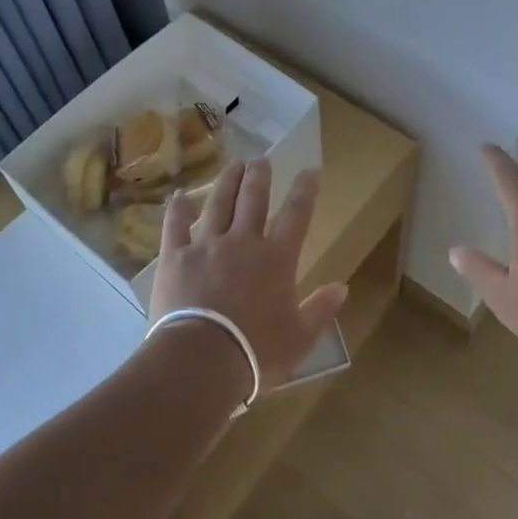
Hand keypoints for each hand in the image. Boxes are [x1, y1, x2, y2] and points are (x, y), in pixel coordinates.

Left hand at [149, 159, 347, 390]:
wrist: (202, 359)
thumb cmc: (257, 351)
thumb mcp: (299, 336)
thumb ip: (320, 309)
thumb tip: (343, 287)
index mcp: (277, 258)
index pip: (296, 214)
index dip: (305, 190)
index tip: (310, 169)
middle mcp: (243, 241)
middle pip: (253, 198)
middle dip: (260, 176)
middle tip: (261, 159)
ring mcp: (207, 245)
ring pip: (219, 203)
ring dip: (227, 181)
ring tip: (232, 164)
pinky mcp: (175, 256)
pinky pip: (175, 226)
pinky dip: (177, 209)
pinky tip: (178, 197)